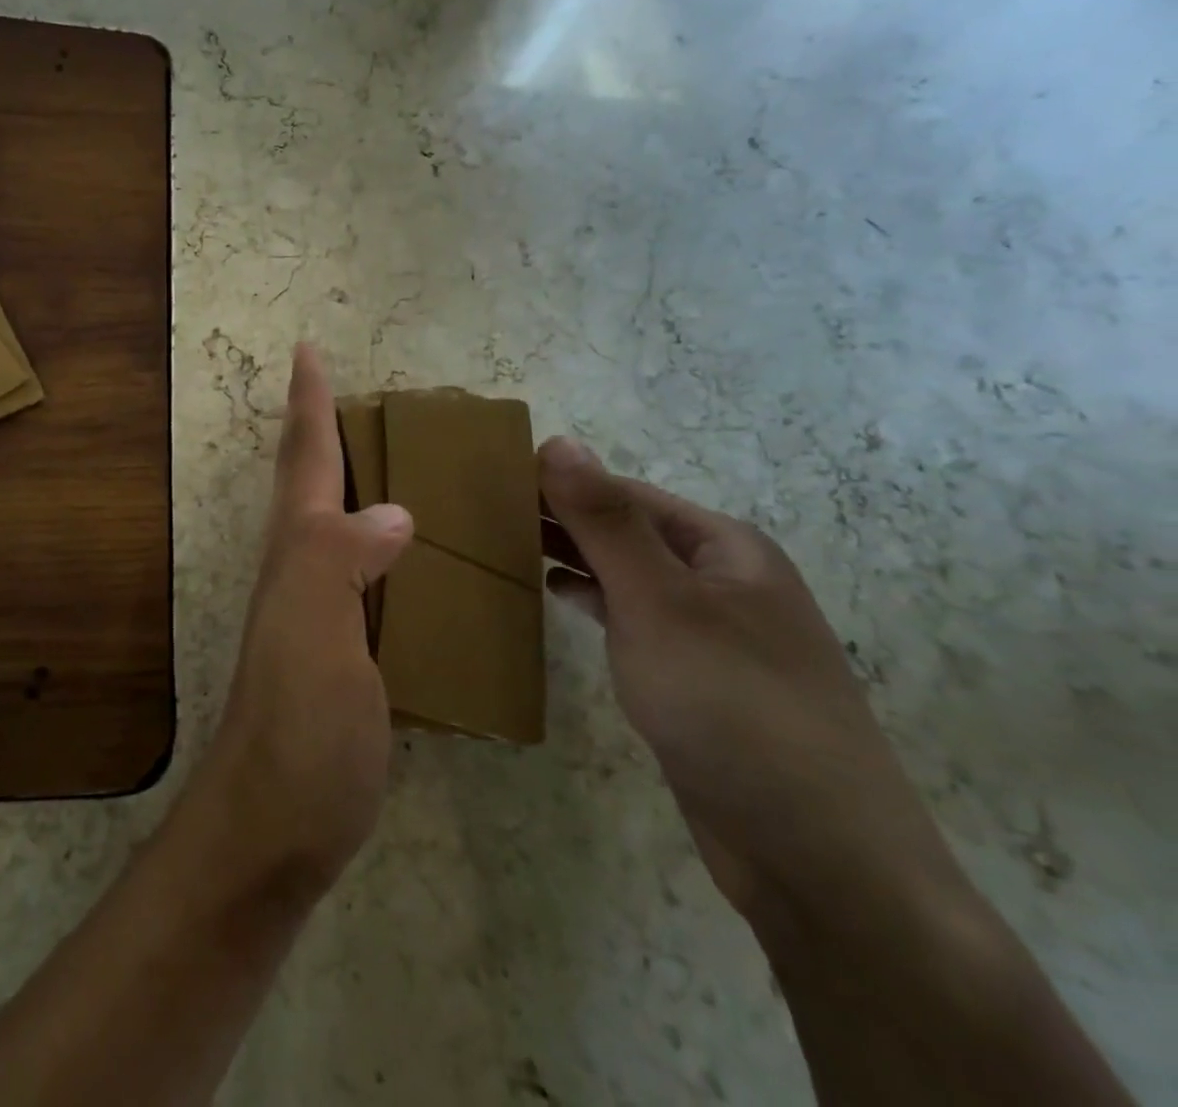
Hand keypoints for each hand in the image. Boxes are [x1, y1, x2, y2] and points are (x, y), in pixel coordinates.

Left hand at [189, 344, 413, 896]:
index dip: (309, 402)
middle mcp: (306, 569)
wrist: (280, 822)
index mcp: (300, 551)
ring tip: (403, 455)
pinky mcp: (349, 651)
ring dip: (362, 481)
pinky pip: (374, 574)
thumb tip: (394, 510)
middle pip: (314, 482)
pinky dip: (392, 546)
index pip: (305, 459)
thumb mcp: (315, 632)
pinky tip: (423, 552)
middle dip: (331, 429)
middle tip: (367, 393)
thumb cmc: (299, 723)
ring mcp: (325, 611)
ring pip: (342, 524)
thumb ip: (342, 560)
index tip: (308, 350)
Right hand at [537, 438, 967, 934]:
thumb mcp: (660, 602)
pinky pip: (633, 619)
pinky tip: (556, 596)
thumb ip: (607, 522)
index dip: (560, 481)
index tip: (491, 480)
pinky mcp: (696, 679)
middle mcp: (723, 579)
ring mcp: (712, 633)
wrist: (816, 856)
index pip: (624, 492)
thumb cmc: (732, 706)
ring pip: (628, 575)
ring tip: (505, 546)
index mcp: (724, 547)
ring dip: (573, 556)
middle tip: (483, 514)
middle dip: (562, 517)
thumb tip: (558, 442)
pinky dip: (592, 600)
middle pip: (627, 530)